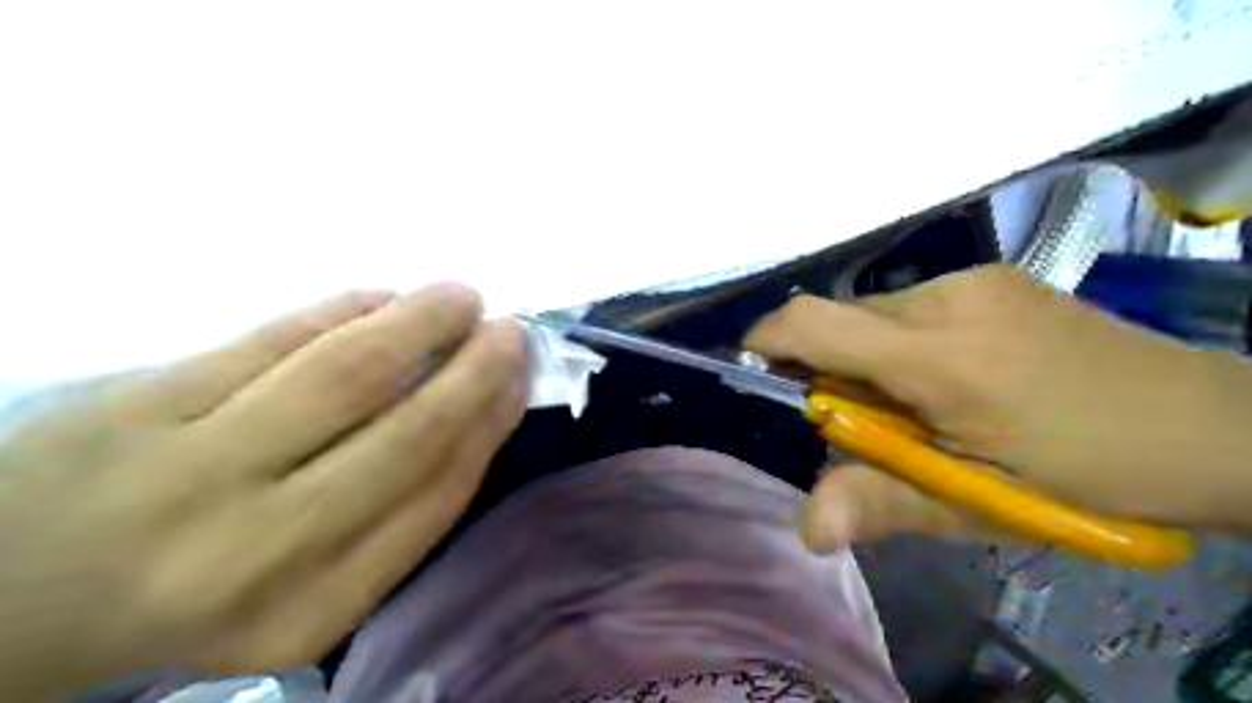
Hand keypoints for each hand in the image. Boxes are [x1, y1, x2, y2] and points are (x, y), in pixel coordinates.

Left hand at [0, 280, 532, 702]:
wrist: (9, 608)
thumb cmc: (195, 598)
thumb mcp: (305, 595)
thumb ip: (390, 517)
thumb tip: (469, 418)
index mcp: (314, 610)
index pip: (437, 496)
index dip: (490, 425)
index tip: (519, 381)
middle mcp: (260, 550)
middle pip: (406, 434)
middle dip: (475, 373)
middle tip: (511, 330)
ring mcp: (188, 473)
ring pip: (344, 373)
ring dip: (420, 323)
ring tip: (461, 296)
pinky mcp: (131, 407)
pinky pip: (269, 339)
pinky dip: (341, 309)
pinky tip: (381, 297)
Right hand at [743, 267, 1251, 550]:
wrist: (1207, 426)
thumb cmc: (1083, 479)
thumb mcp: (974, 504)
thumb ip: (880, 503)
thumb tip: (806, 527)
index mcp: (936, 357)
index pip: (811, 322)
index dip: (766, 341)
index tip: (756, 373)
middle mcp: (944, 299)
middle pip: (840, 320)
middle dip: (828, 366)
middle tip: (868, 421)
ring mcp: (972, 280)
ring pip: (875, 313)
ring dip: (869, 355)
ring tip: (918, 402)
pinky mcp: (992, 276)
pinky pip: (912, 304)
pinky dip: (903, 339)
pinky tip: (953, 375)